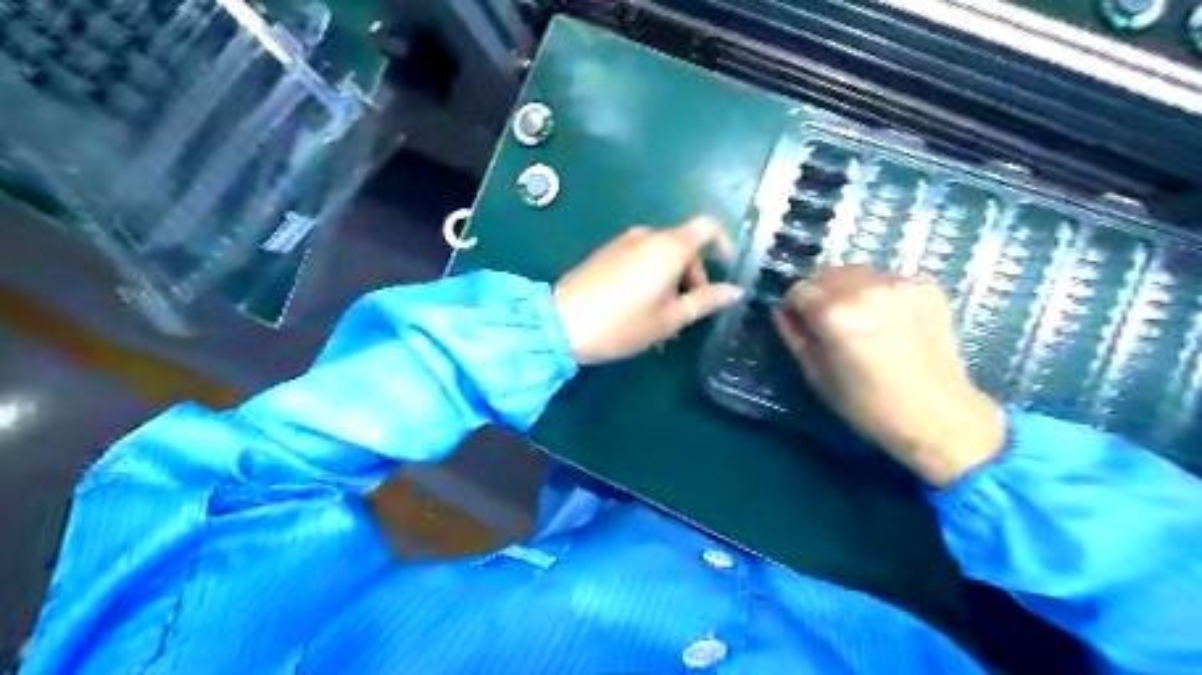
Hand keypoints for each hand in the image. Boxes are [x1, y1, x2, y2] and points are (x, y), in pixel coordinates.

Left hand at [553, 216, 742, 365]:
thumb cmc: (623, 324)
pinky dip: (650, 277)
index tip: (727, 269)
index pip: (708, 227)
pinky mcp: (606, 253)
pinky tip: (639, 310)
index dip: (724, 244)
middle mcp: (648, 235)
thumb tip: (735, 290)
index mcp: (669, 247)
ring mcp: (623, 242)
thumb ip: (706, 300)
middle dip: (694, 275)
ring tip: (662, 320)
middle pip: (684, 245)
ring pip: (661, 255)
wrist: (562, 323)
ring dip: (671, 281)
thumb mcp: (670, 319)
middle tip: (689, 311)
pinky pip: (639, 259)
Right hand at [770, 267, 1005, 486]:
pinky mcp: (927, 287)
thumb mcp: (816, 375)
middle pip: (826, 273)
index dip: (794, 307)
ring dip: (850, 289)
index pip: (798, 289)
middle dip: (820, 294)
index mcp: (833, 312)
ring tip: (862, 319)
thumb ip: (794, 336)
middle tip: (829, 322)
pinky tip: (891, 322)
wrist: (936, 415)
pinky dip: (881, 294)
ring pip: (858, 273)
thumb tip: (783, 312)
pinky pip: (889, 280)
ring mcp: (899, 283)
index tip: (800, 324)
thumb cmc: (867, 404)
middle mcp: (864, 288)